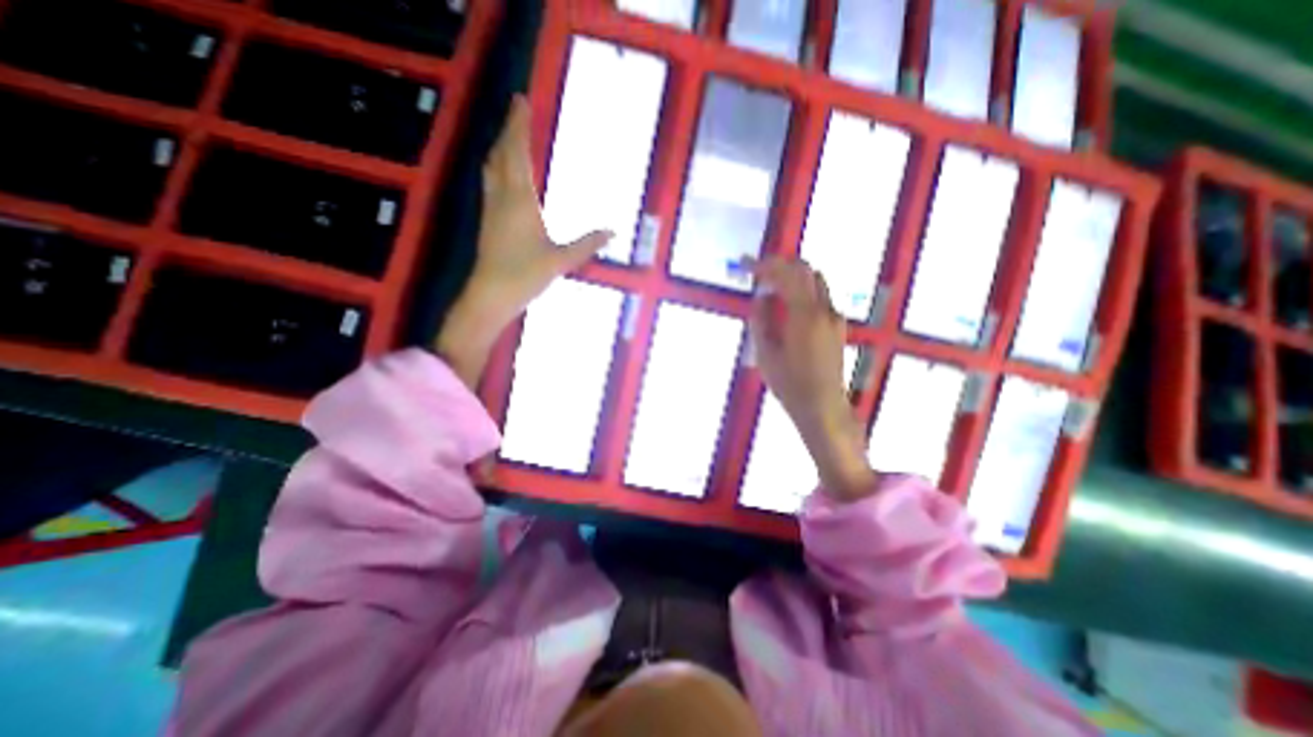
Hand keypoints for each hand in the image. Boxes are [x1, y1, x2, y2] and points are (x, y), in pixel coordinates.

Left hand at [433, 94, 609, 390]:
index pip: (516, 153)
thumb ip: (586, 244)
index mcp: (519, 201)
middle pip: (501, 154)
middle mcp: (502, 198)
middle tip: (516, 109)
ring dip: (500, 146)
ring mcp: (491, 209)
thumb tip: (612, 231)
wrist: (490, 294)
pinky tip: (503, 173)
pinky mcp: (488, 220)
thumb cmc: (524, 275)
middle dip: (508, 129)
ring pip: (492, 167)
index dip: (517, 126)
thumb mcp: (561, 260)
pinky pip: (490, 182)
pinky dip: (497, 167)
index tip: (520, 100)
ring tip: (509, 134)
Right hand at [743, 256, 875, 503]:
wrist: (822, 406)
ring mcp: (834, 317)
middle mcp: (824, 309)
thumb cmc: (790, 384)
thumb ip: (762, 319)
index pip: (786, 275)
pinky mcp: (838, 326)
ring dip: (792, 277)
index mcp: (805, 314)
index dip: (764, 265)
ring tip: (770, 285)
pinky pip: (819, 297)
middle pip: (805, 270)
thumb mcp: (766, 353)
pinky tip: (787, 305)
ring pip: (815, 282)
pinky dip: (802, 291)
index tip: (745, 264)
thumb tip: (762, 296)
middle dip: (780, 264)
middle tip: (758, 269)